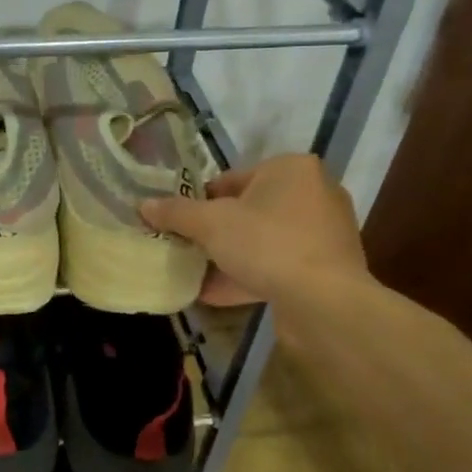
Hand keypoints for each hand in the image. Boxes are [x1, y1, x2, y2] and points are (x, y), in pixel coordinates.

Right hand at [139, 153, 368, 306]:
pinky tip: (215, 294)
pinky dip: (249, 276)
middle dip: (216, 232)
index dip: (199, 201)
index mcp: (290, 169)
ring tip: (196, 273)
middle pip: (249, 209)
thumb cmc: (267, 244)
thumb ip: (176, 213)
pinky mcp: (327, 267)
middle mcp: (313, 193)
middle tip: (186, 248)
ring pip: (263, 240)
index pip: (231, 178)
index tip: (179, 224)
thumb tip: (144, 205)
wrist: (325, 302)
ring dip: (230, 257)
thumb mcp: (211, 224)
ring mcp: (324, 233)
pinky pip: (278, 265)